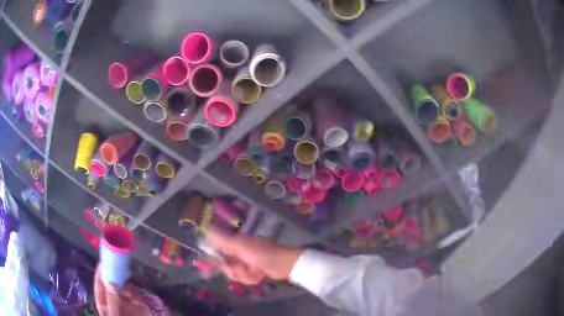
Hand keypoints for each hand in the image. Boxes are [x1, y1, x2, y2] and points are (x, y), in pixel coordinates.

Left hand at [94, 266, 149, 315]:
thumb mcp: (113, 315)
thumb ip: (112, 302)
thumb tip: (110, 282)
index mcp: (104, 305)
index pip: (99, 288)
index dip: (99, 276)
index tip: (102, 263)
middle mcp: (113, 303)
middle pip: (110, 287)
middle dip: (111, 275)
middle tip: (114, 263)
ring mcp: (124, 304)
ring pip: (120, 289)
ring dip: (120, 280)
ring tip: (122, 270)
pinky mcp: (135, 305)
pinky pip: (131, 294)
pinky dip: (131, 287)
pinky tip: (131, 282)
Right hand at [208, 231, 302, 284]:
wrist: (284, 264)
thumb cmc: (262, 253)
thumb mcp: (241, 246)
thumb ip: (223, 239)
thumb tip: (207, 228)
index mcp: (236, 243)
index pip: (218, 250)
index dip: (215, 259)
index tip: (213, 267)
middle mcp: (239, 252)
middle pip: (226, 266)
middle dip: (233, 271)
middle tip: (242, 270)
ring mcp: (246, 263)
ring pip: (235, 274)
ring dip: (243, 276)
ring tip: (254, 272)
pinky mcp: (253, 272)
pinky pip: (244, 278)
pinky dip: (251, 278)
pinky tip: (259, 276)